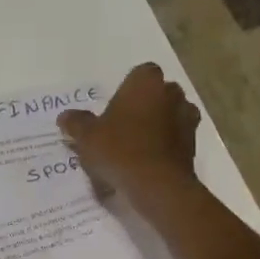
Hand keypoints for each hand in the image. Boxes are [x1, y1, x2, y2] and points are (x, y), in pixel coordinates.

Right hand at [57, 62, 202, 198]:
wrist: (157, 185)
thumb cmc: (119, 149)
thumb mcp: (86, 136)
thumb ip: (76, 123)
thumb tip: (66, 116)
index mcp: (146, 83)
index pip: (141, 72)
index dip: (129, 87)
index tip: (115, 105)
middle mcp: (171, 95)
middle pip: (159, 92)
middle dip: (145, 104)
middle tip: (123, 123)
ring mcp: (187, 119)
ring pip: (171, 114)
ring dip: (158, 123)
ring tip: (136, 142)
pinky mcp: (194, 145)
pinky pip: (176, 137)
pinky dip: (166, 144)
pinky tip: (148, 159)